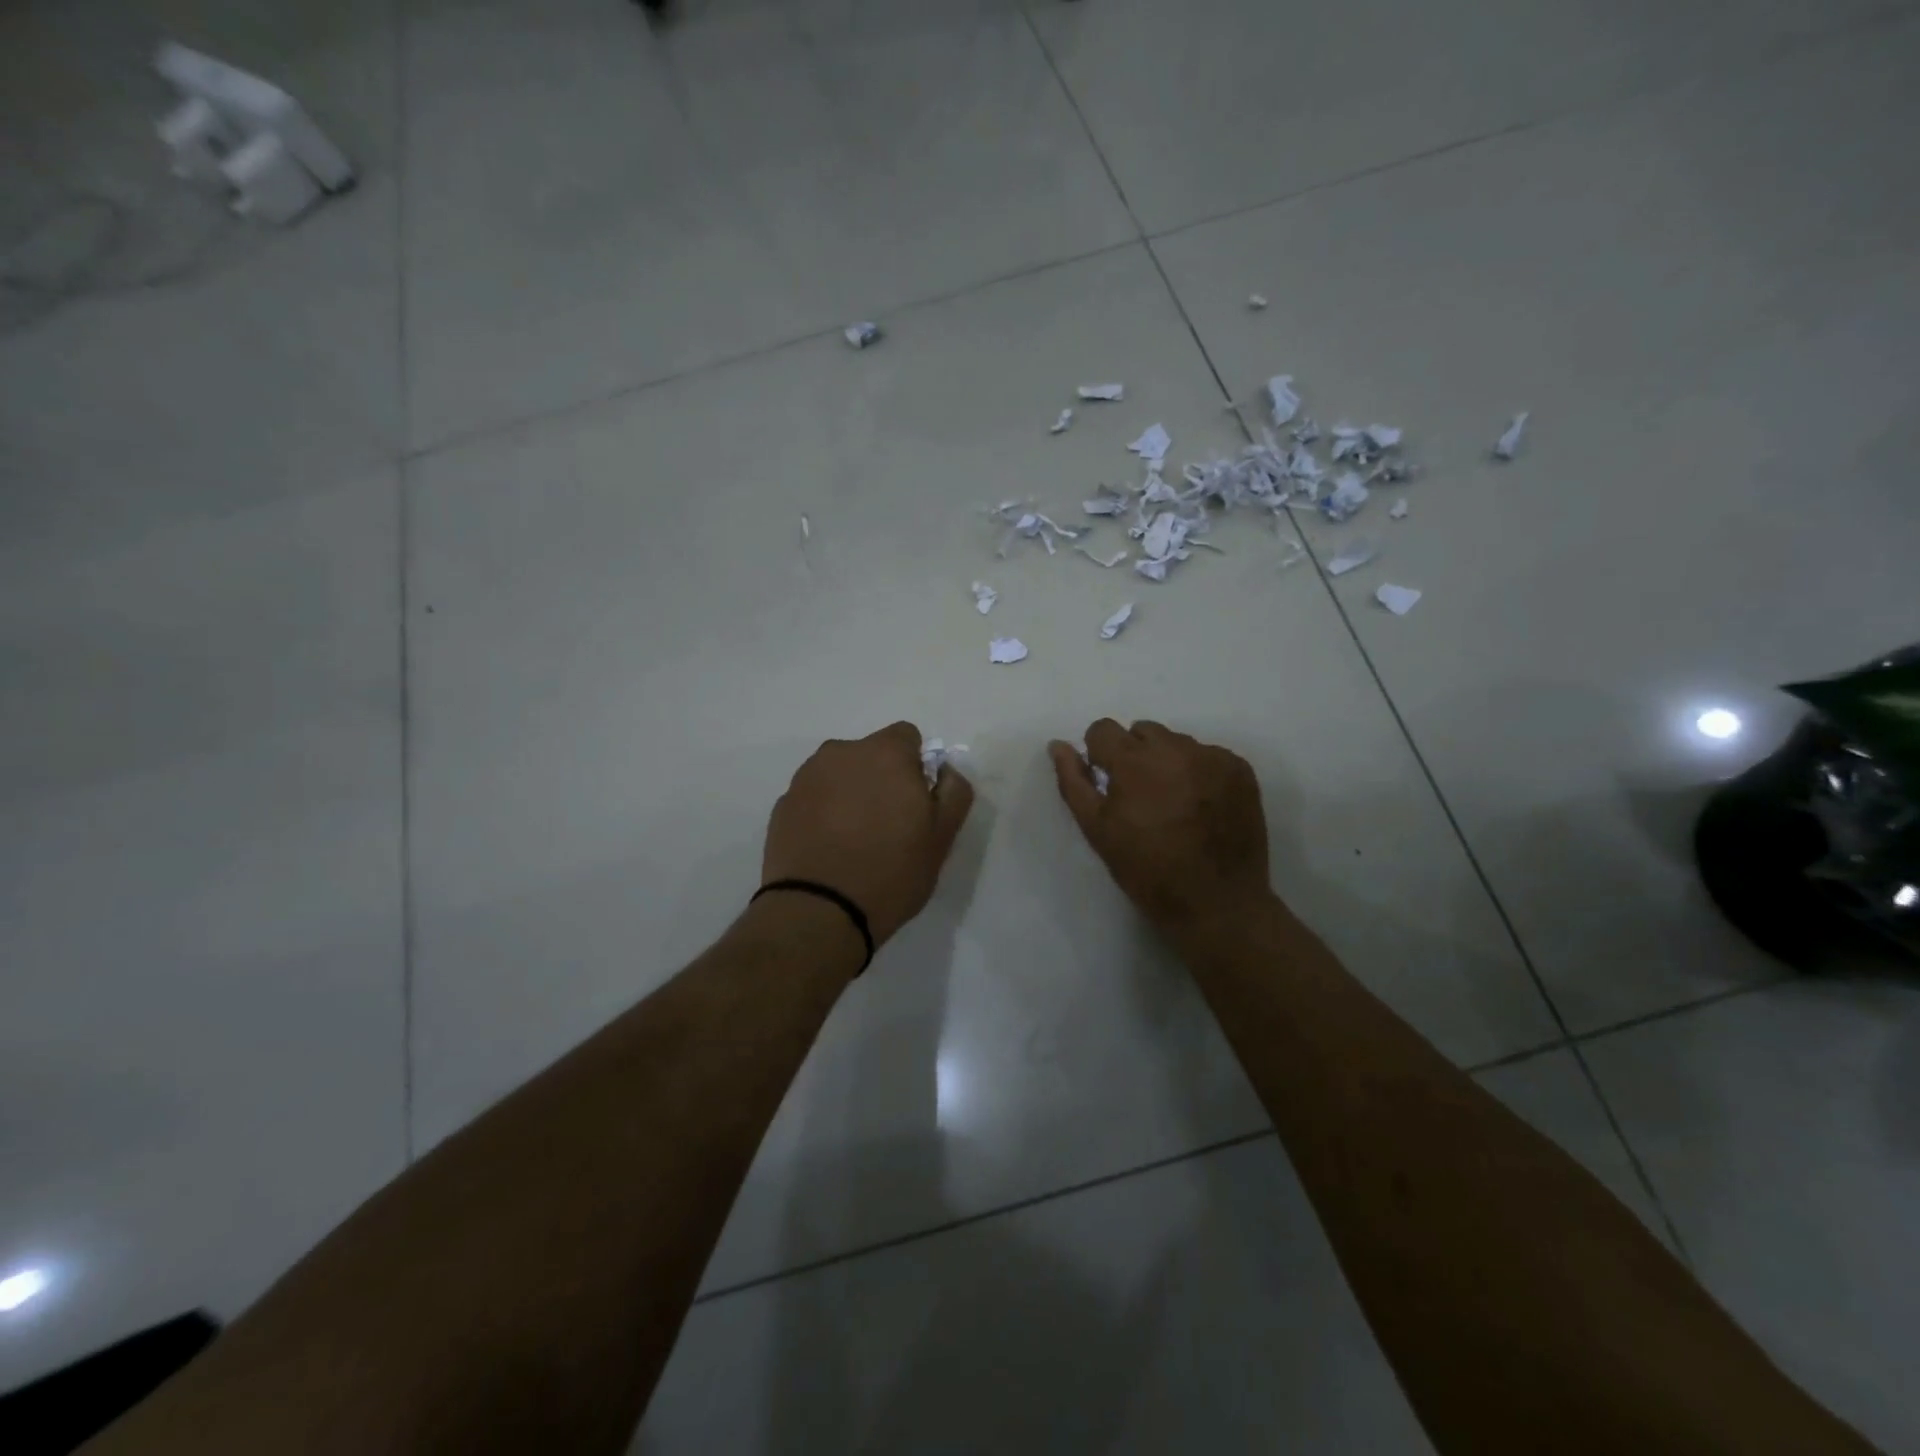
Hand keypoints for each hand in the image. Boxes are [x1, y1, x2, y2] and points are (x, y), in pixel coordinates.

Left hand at [763, 722, 974, 950]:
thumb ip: (954, 791)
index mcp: (884, 753)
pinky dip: (823, 812)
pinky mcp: (782, 804)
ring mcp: (806, 777)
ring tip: (855, 839)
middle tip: (888, 825)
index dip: (916, 766)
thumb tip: (945, 769)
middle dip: (881, 778)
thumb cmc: (890, 872)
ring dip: (850, 793)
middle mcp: (841, 753)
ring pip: (839, 774)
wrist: (817, 912)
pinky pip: (814, 797)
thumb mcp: (942, 837)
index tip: (915, 802)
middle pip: (870, 754)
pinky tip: (829, 848)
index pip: (907, 737)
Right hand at [1048, 720, 1272, 934]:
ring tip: (1174, 803)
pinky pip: (1208, 756)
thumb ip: (1074, 782)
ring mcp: (1213, 757)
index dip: (1099, 754)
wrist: (1217, 903)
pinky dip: (1199, 772)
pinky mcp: (1241, 770)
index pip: (1103, 729)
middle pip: (1142, 731)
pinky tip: (1201, 806)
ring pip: (1177, 742)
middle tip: (1141, 796)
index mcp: (1134, 761)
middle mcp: (1175, 748)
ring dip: (1167, 762)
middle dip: (1134, 754)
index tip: (1107, 781)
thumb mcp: (1098, 829)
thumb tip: (1058, 746)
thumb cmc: (1147, 870)